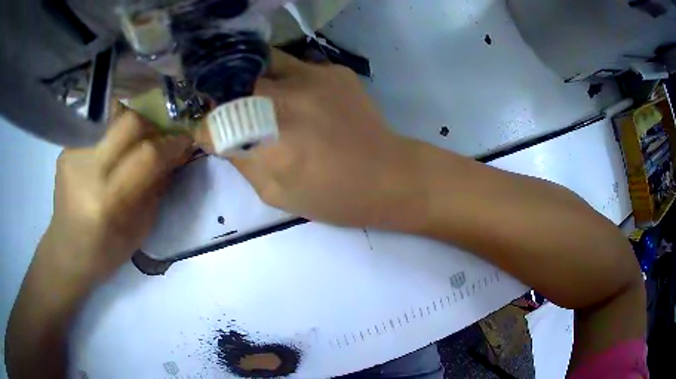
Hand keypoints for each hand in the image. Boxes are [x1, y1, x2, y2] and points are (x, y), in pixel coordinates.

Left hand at [41, 108, 192, 278]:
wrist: (66, 253)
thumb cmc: (104, 253)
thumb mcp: (138, 231)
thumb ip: (155, 190)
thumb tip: (174, 157)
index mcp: (105, 201)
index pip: (146, 155)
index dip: (171, 144)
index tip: (185, 141)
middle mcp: (86, 171)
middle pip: (129, 123)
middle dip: (152, 127)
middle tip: (159, 140)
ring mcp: (73, 156)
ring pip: (113, 122)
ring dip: (132, 133)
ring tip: (133, 151)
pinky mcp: (66, 150)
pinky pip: (99, 132)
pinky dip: (113, 141)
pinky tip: (110, 159)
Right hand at [196, 50, 425, 228]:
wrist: (388, 175)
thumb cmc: (332, 196)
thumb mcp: (275, 194)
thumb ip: (242, 162)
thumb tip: (222, 139)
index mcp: (269, 139)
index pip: (215, 121)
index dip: (208, 128)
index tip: (213, 134)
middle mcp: (286, 99)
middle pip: (235, 83)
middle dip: (227, 99)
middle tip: (235, 112)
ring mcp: (313, 77)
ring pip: (264, 62)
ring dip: (254, 79)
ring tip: (263, 98)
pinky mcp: (334, 70)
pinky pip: (296, 65)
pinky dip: (287, 78)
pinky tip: (301, 98)